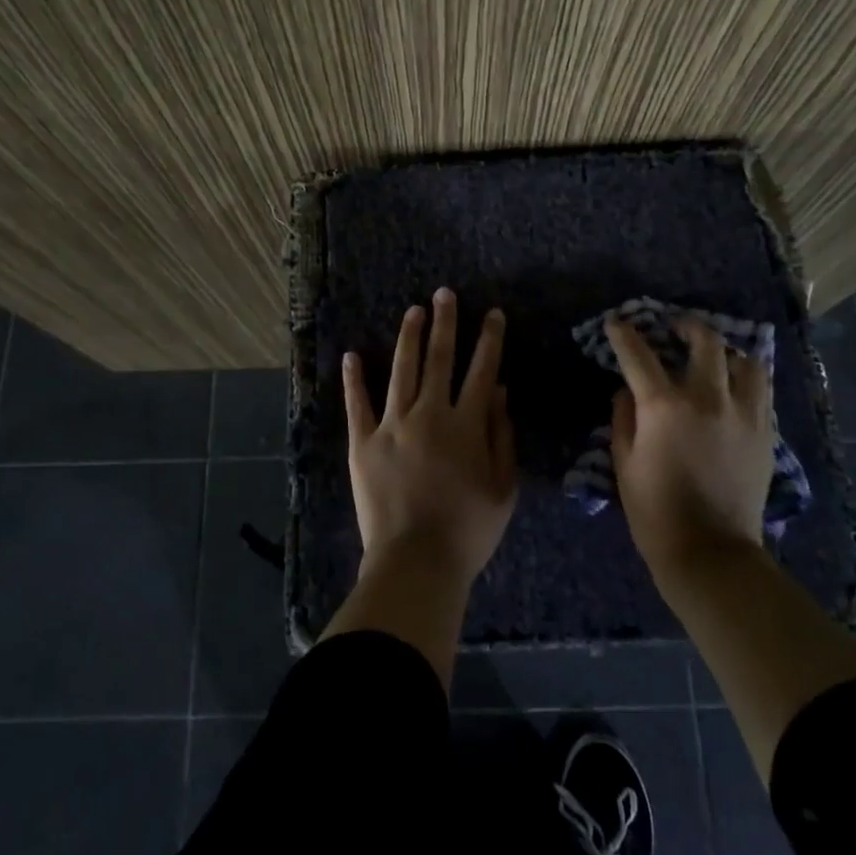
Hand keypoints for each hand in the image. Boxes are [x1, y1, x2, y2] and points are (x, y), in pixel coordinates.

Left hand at [341, 288, 517, 589]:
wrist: (417, 560)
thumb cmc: (468, 529)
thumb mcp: (503, 487)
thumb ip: (501, 436)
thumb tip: (499, 391)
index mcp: (466, 425)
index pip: (481, 370)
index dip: (489, 340)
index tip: (492, 314)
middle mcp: (429, 414)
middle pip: (439, 359)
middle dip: (445, 323)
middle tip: (445, 294)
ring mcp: (391, 425)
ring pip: (401, 370)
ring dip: (408, 338)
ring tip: (413, 311)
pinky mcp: (363, 442)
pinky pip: (357, 404)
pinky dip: (354, 379)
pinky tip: (352, 355)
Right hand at [605, 314, 774, 579]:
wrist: (710, 551)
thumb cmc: (654, 509)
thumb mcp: (623, 462)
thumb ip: (623, 417)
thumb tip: (627, 390)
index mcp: (664, 405)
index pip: (639, 355)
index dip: (624, 335)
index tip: (617, 323)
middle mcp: (707, 398)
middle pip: (705, 342)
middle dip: (687, 327)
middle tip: (676, 328)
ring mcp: (743, 414)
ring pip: (746, 361)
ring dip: (727, 352)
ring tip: (717, 357)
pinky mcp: (765, 432)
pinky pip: (762, 391)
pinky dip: (747, 379)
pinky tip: (735, 388)